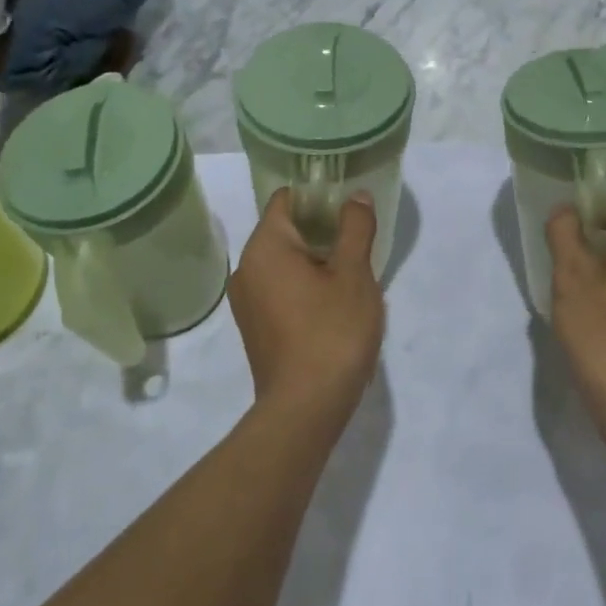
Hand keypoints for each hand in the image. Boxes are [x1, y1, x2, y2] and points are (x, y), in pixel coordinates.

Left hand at [228, 189, 384, 419]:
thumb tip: (355, 196)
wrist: (306, 409)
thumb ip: (355, 227)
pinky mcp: (255, 327)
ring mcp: (247, 302)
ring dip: (316, 260)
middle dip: (322, 229)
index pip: (287, 199)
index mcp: (265, 247)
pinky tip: (334, 303)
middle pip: (285, 229)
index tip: (349, 206)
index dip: (319, 196)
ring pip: (285, 262)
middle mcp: (246, 268)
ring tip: (352, 272)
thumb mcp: (354, 273)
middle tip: (359, 240)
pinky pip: (280, 288)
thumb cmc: (332, 331)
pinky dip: (305, 285)